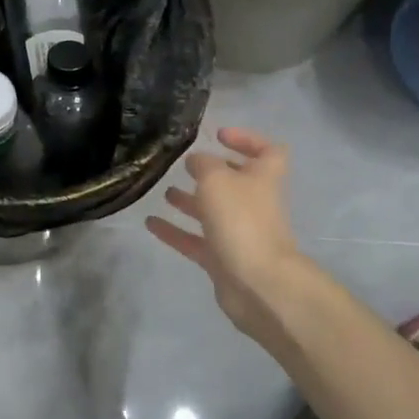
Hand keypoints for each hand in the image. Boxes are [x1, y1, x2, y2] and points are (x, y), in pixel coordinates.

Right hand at [146, 128, 303, 346]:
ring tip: (164, 190)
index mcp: (263, 178)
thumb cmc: (241, 220)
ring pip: (213, 211)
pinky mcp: (222, 259)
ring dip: (191, 200)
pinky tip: (150, 223)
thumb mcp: (217, 179)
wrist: (257, 283)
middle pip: (237, 182)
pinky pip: (195, 240)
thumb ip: (204, 164)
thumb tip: (196, 161)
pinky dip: (175, 231)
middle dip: (212, 172)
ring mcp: (239, 233)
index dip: (247, 139)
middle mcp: (254, 203)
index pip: (268, 151)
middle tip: (186, 164)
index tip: (218, 135)